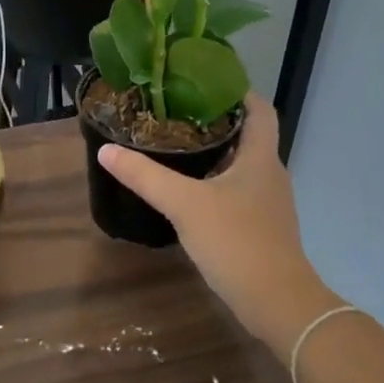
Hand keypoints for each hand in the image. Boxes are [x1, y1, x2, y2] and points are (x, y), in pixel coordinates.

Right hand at [97, 96, 338, 349]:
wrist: (276, 302)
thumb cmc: (236, 242)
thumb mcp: (184, 204)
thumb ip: (145, 177)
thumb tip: (107, 150)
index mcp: (260, 158)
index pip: (259, 109)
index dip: (237, 90)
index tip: (204, 80)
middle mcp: (269, 174)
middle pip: (248, 135)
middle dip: (216, 120)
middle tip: (175, 112)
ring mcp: (268, 203)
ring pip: (242, 165)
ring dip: (215, 152)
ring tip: (176, 146)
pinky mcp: (261, 227)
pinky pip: (238, 191)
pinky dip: (216, 181)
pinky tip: (188, 191)